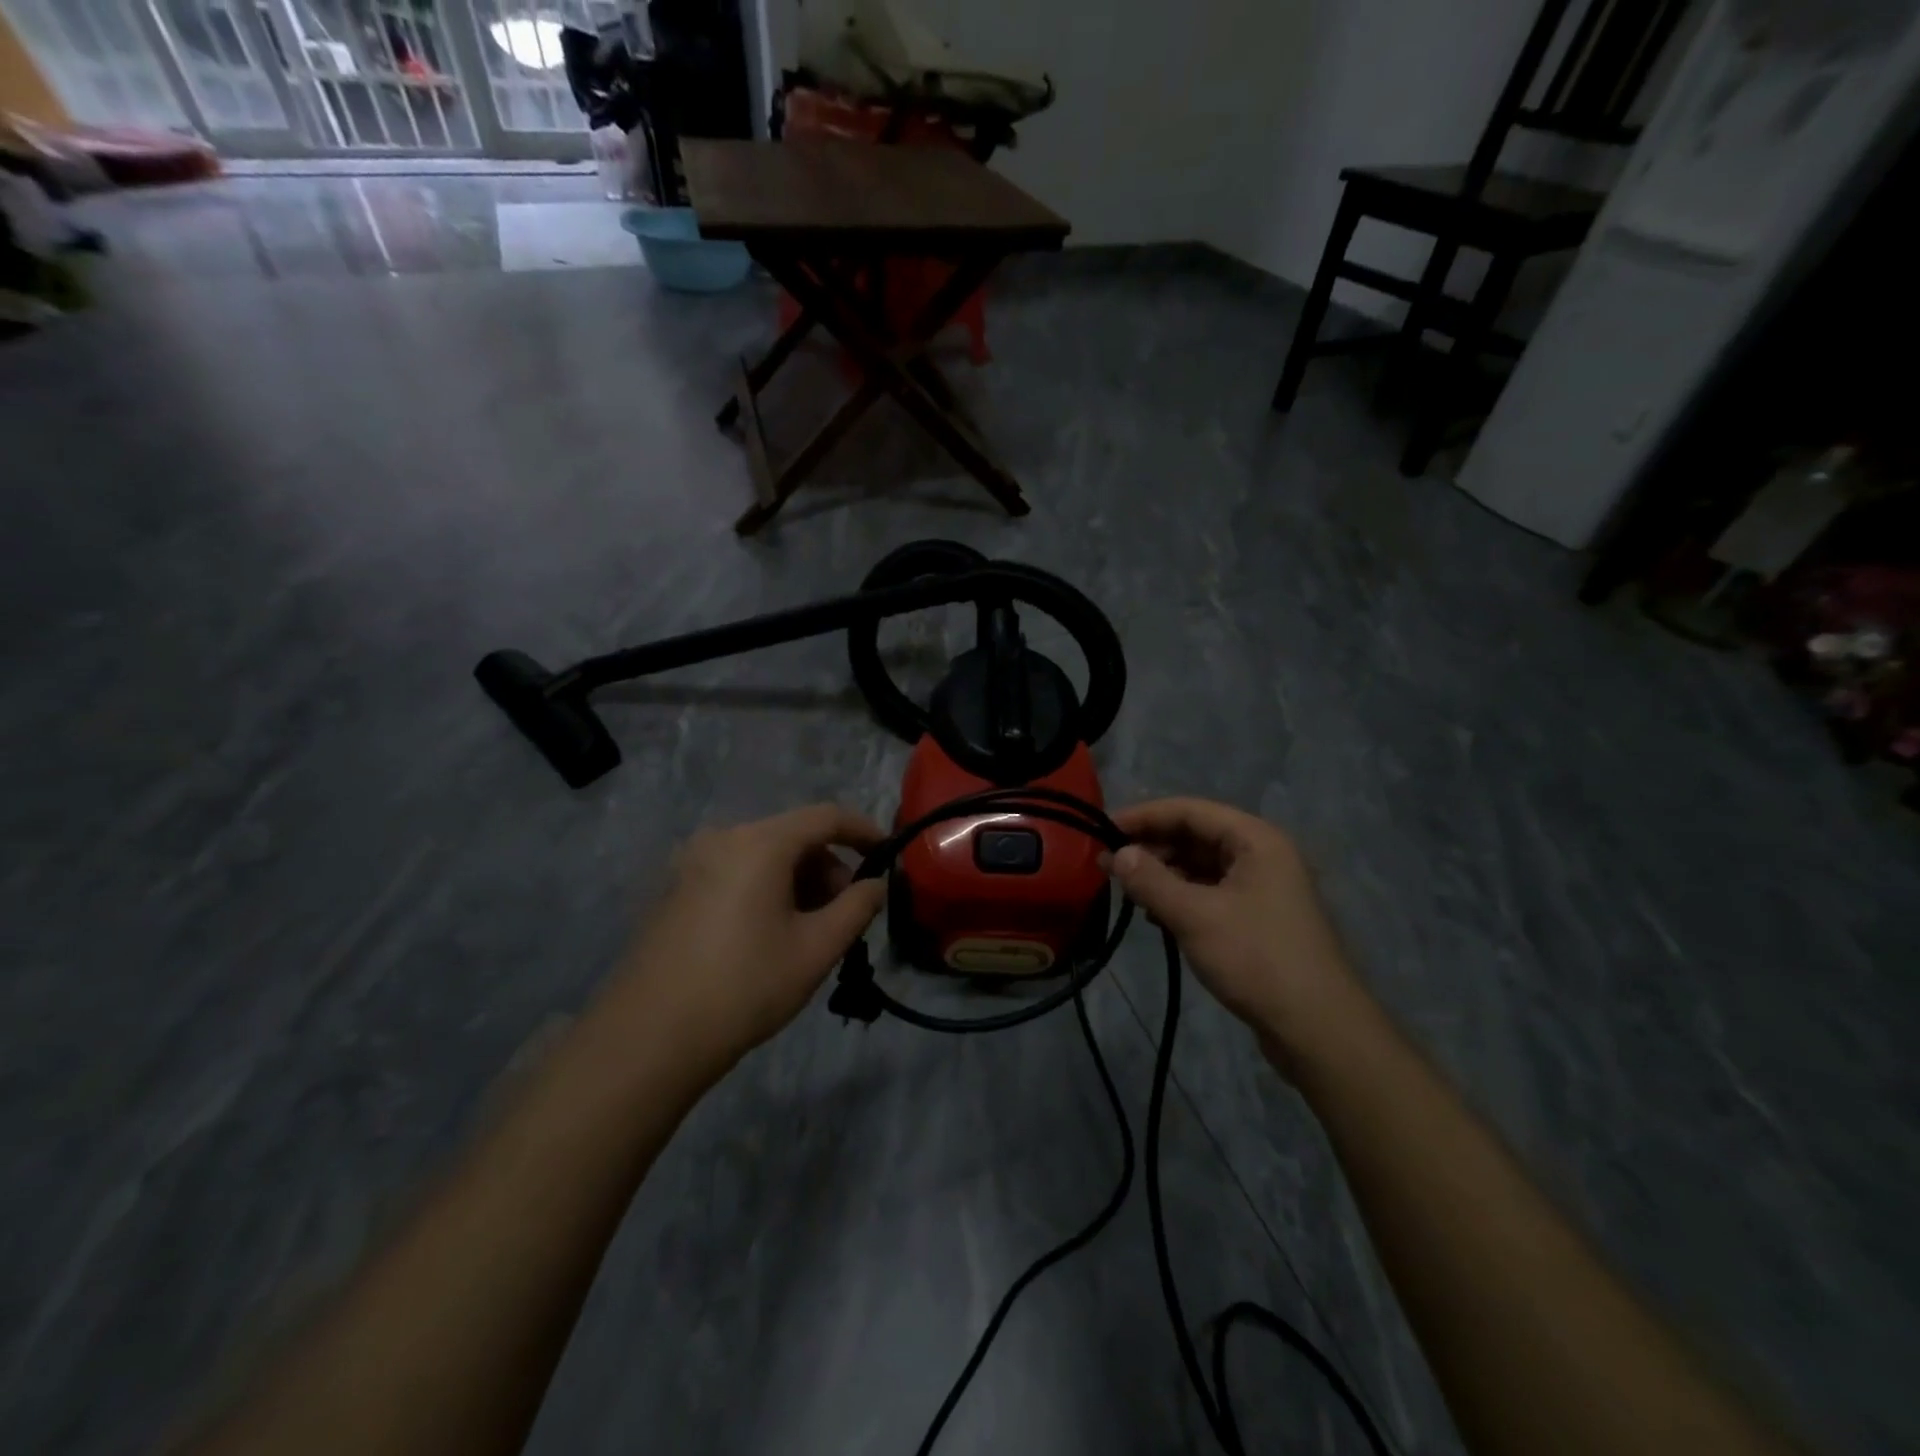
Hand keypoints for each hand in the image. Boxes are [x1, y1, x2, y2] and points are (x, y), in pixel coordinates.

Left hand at [603, 805, 886, 1072]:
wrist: (648, 1038)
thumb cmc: (745, 986)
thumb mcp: (816, 949)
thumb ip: (857, 907)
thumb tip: (876, 884)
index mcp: (759, 843)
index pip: (826, 816)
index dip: (863, 830)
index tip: (888, 854)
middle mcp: (722, 838)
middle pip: (792, 835)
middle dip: (828, 866)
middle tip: (843, 913)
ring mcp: (691, 862)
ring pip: (763, 855)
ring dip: (797, 881)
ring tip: (807, 930)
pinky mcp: (673, 889)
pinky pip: (734, 872)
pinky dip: (764, 889)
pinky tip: (768, 934)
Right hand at [1111, 799, 1364, 1061]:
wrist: (1318, 1028)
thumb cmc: (1256, 959)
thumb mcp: (1195, 916)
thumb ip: (1151, 880)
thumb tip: (1117, 855)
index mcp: (1255, 840)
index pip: (1190, 810)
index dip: (1144, 816)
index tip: (1103, 829)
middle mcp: (1262, 855)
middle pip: (1196, 835)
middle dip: (1151, 846)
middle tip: (1109, 865)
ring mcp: (1263, 888)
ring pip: (1202, 866)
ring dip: (1163, 873)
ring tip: (1127, 889)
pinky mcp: (1258, 919)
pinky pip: (1211, 892)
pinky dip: (1181, 897)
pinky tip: (1155, 915)